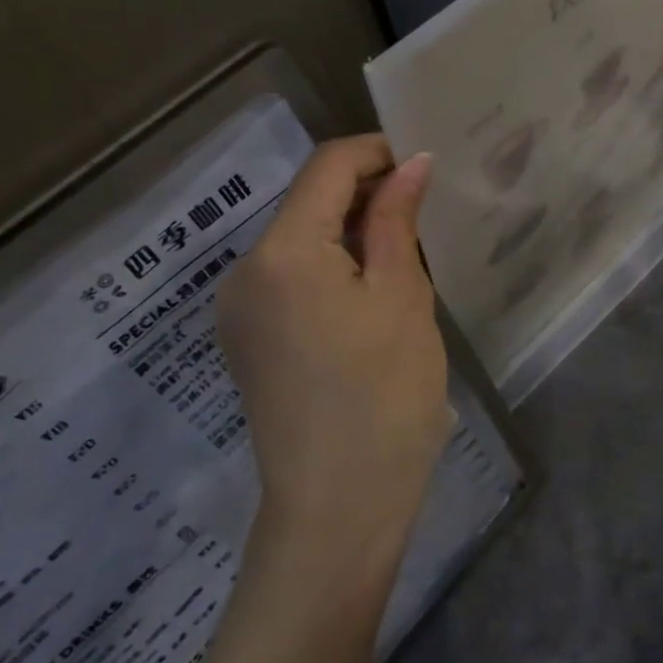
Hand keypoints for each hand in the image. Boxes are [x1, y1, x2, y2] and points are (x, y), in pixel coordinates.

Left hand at [217, 135, 448, 558]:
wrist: (337, 510)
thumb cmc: (383, 395)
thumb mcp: (401, 296)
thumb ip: (398, 219)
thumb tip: (411, 162)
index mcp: (282, 250)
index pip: (327, 166)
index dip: (376, 152)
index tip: (424, 167)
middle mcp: (245, 269)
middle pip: (307, 201)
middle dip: (365, 194)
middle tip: (424, 213)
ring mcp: (238, 308)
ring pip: (299, 239)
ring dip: (349, 232)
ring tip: (402, 256)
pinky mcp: (246, 339)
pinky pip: (289, 277)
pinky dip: (329, 267)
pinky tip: (367, 296)